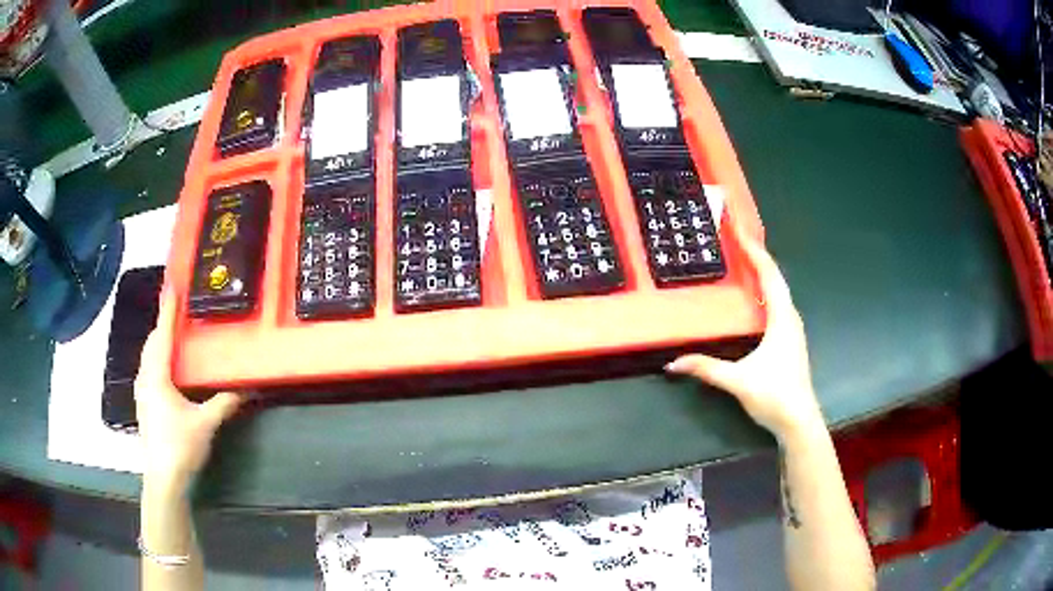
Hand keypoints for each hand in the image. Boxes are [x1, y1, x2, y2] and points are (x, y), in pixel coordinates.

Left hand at [135, 289, 243, 493]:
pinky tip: (168, 369)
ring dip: (159, 343)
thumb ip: (225, 403)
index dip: (168, 311)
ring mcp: (142, 393)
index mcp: (157, 377)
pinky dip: (157, 360)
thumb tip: (249, 388)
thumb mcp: (205, 424)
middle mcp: (145, 379)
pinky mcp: (145, 405)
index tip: (172, 288)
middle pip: (151, 344)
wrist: (164, 479)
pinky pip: (149, 371)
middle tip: (177, 311)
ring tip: (172, 335)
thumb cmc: (181, 447)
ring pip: (148, 358)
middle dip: (162, 325)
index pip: (162, 336)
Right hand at [665, 237, 823, 439]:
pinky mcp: (789, 338)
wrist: (799, 421)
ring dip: (763, 271)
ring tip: (744, 258)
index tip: (738, 229)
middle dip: (757, 254)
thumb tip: (673, 364)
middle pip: (775, 276)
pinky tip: (754, 295)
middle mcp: (790, 317)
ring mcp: (792, 328)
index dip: (754, 250)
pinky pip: (777, 302)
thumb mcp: (738, 381)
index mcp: (782, 318)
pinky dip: (765, 288)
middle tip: (737, 237)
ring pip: (778, 290)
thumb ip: (707, 369)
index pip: (769, 275)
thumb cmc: (774, 396)